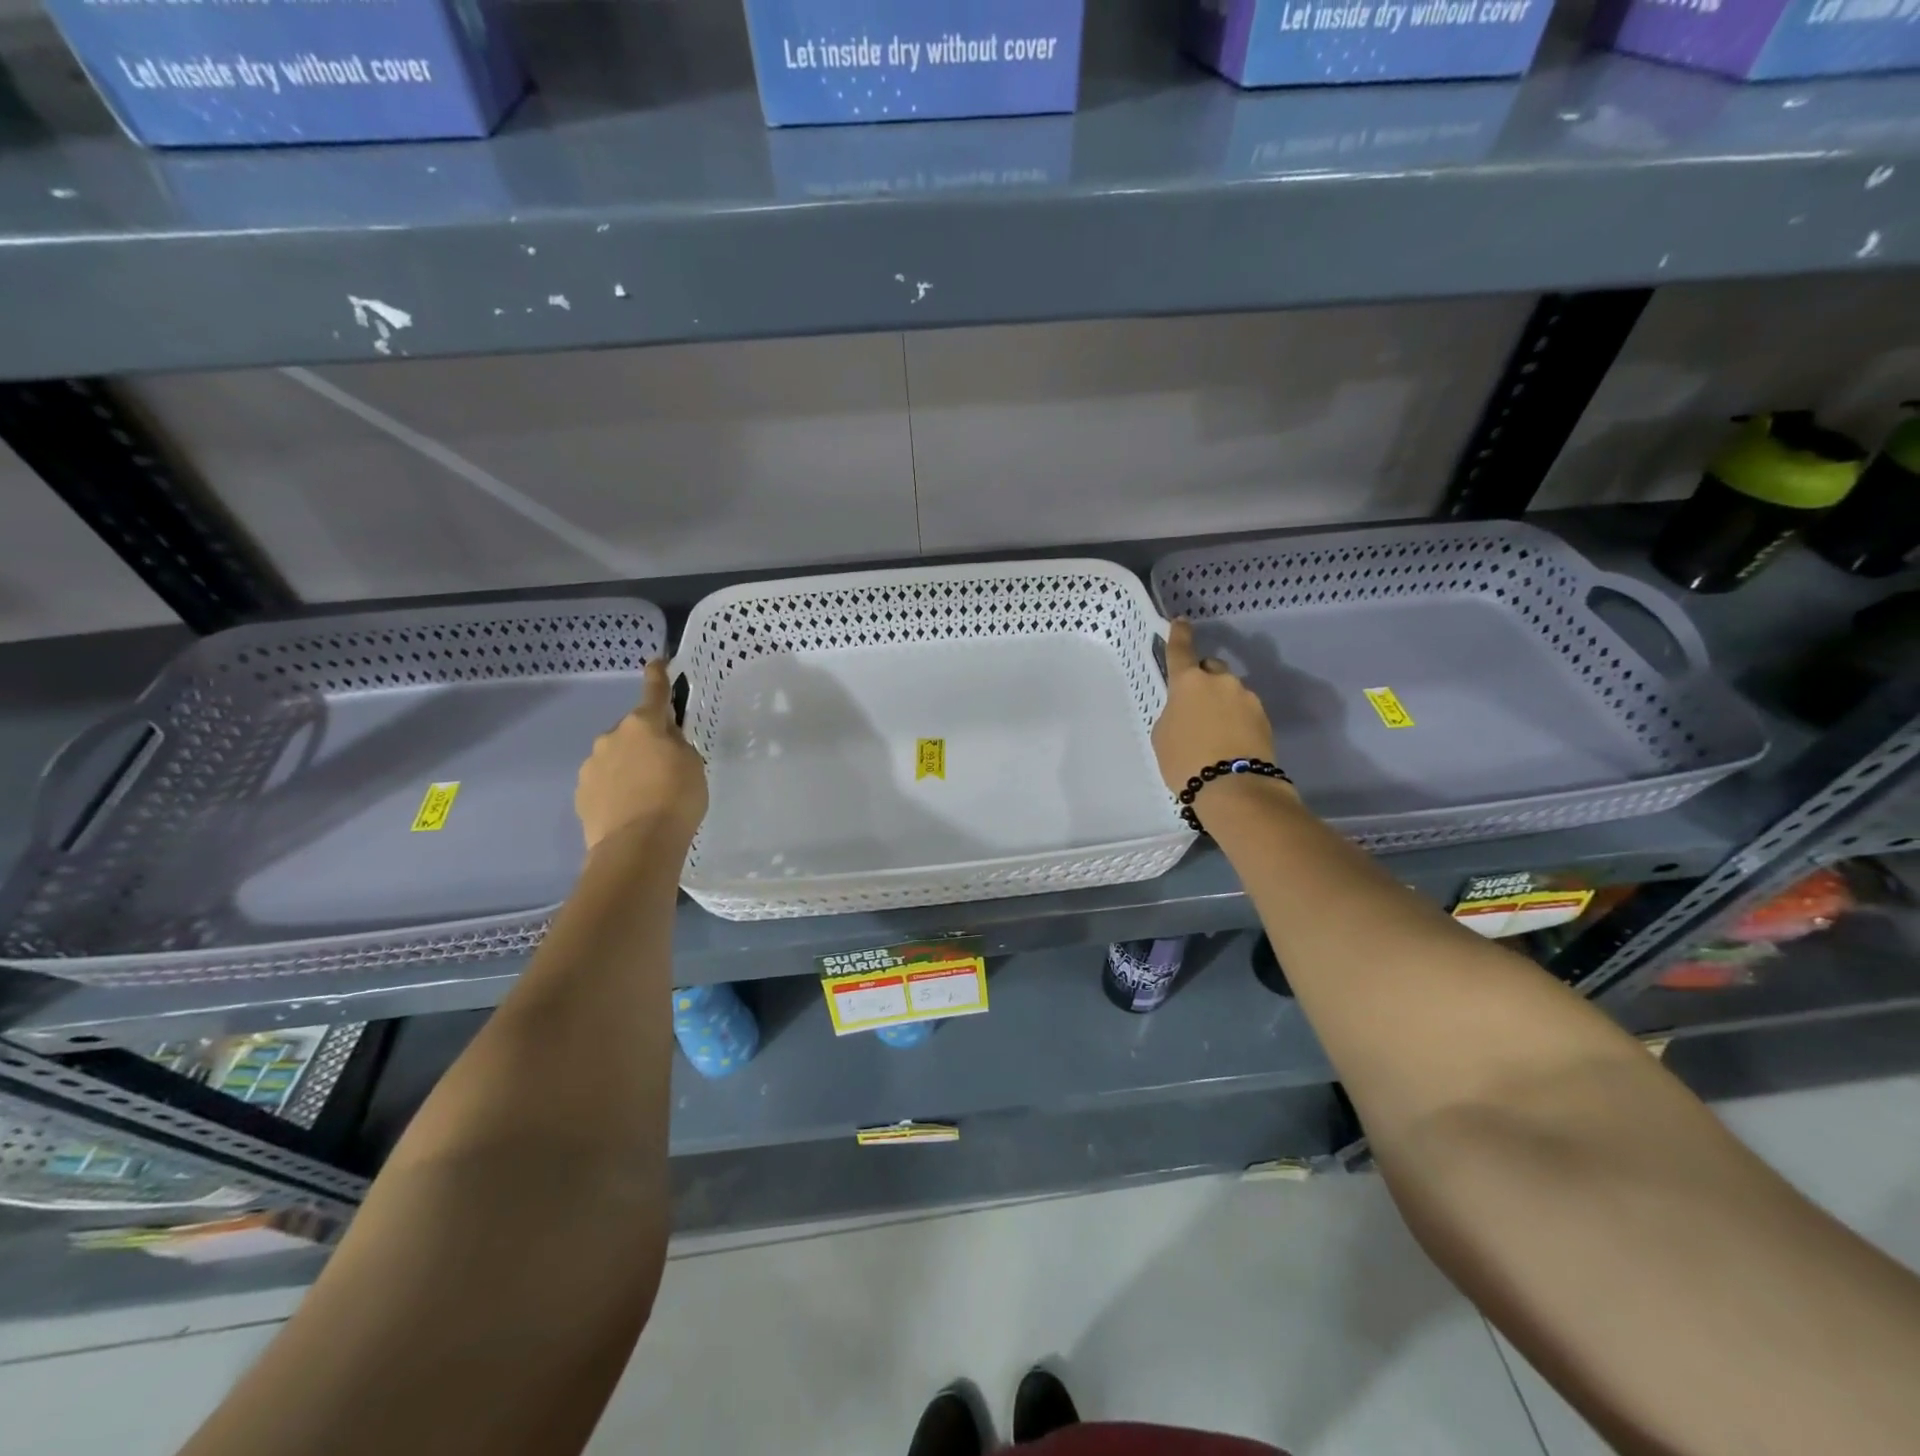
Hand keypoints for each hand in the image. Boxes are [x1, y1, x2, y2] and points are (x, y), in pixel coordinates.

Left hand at [575, 660, 707, 854]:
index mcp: (643, 724)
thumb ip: (678, 745)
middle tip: (665, 767)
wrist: (637, 846)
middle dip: (646, 741)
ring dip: (629, 767)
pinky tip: (630, 810)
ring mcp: (591, 765)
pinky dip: (616, 790)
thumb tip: (664, 742)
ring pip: (615, 757)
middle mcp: (612, 737)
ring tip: (647, 796)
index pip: (654, 692)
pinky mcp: (581, 794)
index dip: (658, 676)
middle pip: (634, 731)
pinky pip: (604, 783)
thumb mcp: (693, 765)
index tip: (657, 662)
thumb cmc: (676, 798)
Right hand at [1151, 619, 1277, 793]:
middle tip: (1193, 707)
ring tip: (1212, 733)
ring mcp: (1247, 698)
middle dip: (1202, 680)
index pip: (1181, 650)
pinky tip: (1228, 742)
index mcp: (1189, 682)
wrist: (1234, 788)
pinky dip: (1235, 720)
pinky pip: (1243, 711)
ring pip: (1229, 692)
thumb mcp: (1163, 736)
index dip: (1179, 635)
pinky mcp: (1264, 718)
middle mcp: (1220, 681)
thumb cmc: (1186, 760)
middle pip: (1210, 669)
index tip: (1181, 622)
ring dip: (1220, 703)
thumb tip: (1189, 710)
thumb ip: (1173, 713)